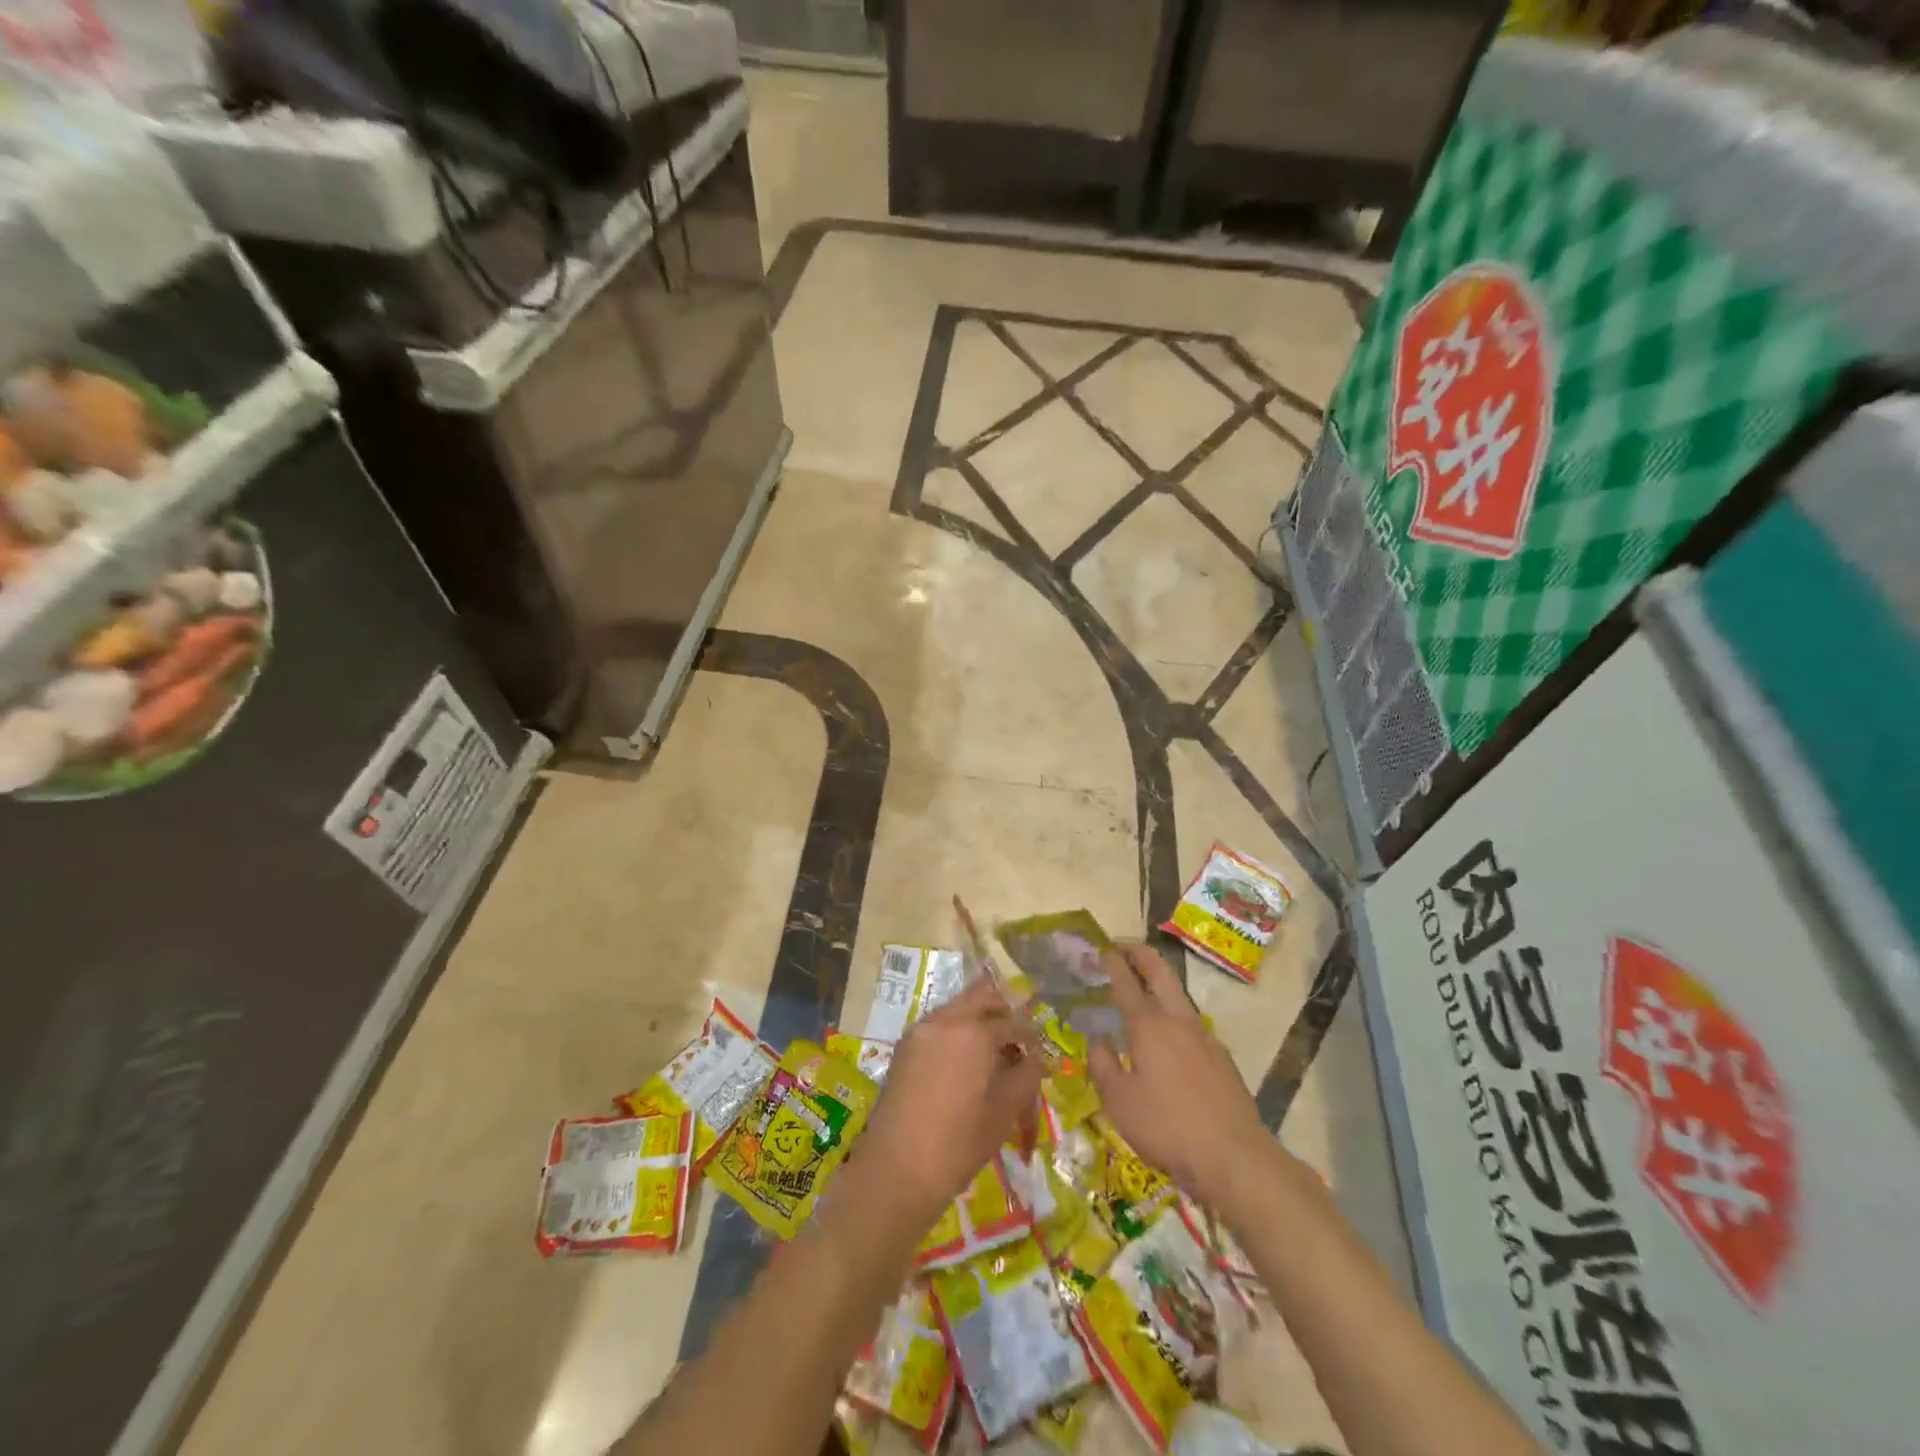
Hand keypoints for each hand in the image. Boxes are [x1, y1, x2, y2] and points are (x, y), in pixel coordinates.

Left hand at [857, 979, 1042, 1229]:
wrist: (897, 1168)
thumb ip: (1027, 1075)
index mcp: (975, 1031)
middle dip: (1001, 1011)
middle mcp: (945, 1019)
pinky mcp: (904, 1047)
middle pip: (980, 996)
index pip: (1012, 1022)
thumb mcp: (1005, 1110)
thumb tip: (1036, 1059)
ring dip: (976, 1018)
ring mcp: (920, 1030)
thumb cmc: (959, 1142)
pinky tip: (963, 1062)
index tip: (1037, 1056)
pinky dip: (955, 1031)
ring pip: (956, 1008)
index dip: (1029, 1038)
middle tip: (1015, 1038)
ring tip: (990, 1052)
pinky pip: (937, 1025)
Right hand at [1087, 944, 1267, 1206]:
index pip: (1126, 982)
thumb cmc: (1167, 1127)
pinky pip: (1190, 1022)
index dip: (1112, 962)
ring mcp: (1205, 1036)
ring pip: (1179, 994)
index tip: (1101, 948)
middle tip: (1123, 946)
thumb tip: (1099, 1040)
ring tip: (1142, 985)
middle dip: (1140, 954)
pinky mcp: (1221, 1057)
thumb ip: (1103, 1065)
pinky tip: (1168, 1034)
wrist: (1235, 1157)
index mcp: (1148, 1025)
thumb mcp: (1119, 1102)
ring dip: (1159, 980)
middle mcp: (1177, 1020)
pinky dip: (1173, 1011)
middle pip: (1160, 972)